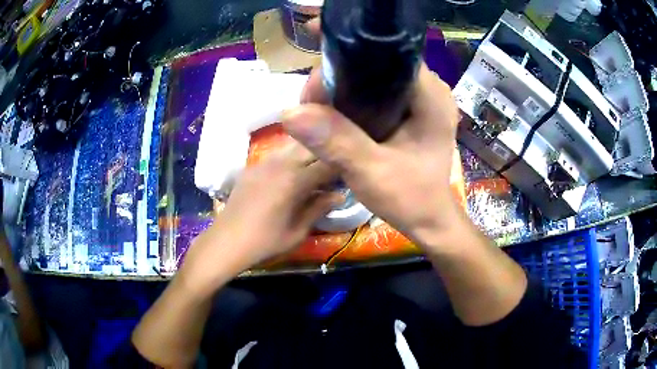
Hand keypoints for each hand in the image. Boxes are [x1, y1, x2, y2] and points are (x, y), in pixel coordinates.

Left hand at [178, 146, 340, 294]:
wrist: (226, 241)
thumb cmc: (265, 242)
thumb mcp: (298, 231)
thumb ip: (319, 208)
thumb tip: (340, 194)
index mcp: (295, 180)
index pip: (327, 163)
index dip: (342, 166)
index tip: (350, 173)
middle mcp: (280, 164)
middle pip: (311, 147)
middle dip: (326, 154)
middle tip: (334, 169)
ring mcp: (264, 162)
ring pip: (294, 146)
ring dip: (309, 153)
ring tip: (315, 167)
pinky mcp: (253, 166)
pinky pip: (277, 154)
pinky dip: (291, 158)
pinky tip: (292, 172)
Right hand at [282, 63, 461, 252]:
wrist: (429, 219)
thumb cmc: (411, 199)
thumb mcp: (372, 173)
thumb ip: (337, 142)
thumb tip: (291, 113)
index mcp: (431, 96)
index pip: (389, 53)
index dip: (350, 52)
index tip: (316, 61)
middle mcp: (431, 89)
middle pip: (379, 62)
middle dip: (341, 73)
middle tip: (312, 98)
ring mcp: (424, 99)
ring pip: (377, 76)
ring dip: (345, 86)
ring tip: (318, 105)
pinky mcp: (414, 110)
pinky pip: (379, 91)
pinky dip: (355, 97)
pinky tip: (336, 111)